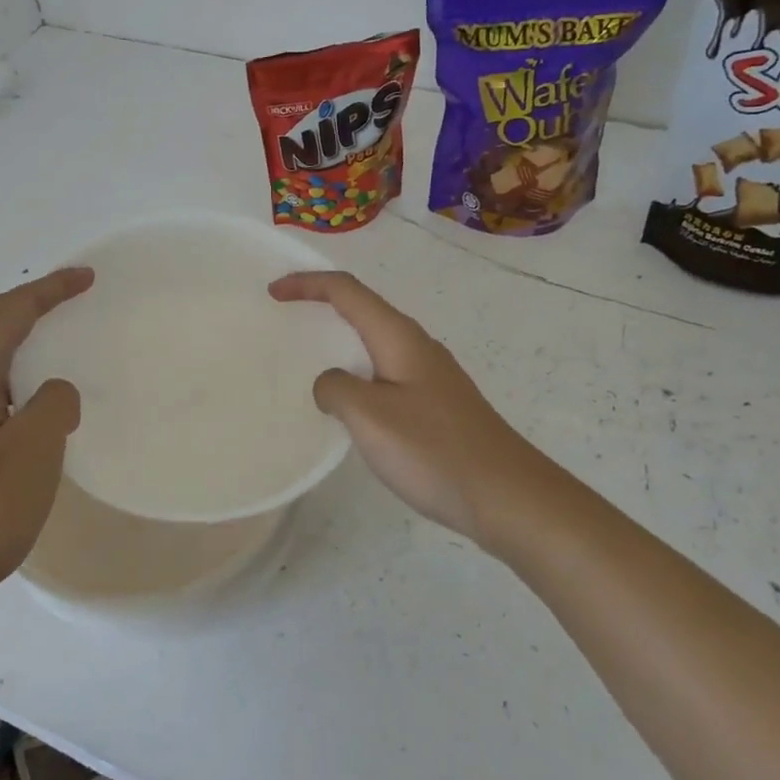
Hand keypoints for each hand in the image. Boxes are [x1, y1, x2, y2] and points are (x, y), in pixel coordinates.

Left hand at [0, 267, 93, 650]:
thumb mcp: (31, 456)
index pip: (6, 313)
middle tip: (70, 304)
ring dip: (14, 344)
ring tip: (50, 350)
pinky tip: (17, 409)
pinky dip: (2, 378)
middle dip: (29, 309)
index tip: (86, 278)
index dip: (48, 290)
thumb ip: (53, 407)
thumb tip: (53, 392)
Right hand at [268, 271, 540, 550]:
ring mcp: (431, 375)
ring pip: (376, 342)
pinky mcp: (437, 403)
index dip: (307, 284)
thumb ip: (337, 389)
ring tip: (310, 358)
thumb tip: (331, 383)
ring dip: (341, 340)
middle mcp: (417, 345)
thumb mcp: (371, 417)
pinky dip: (358, 372)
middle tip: (286, 318)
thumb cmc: (434, 450)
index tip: (273, 293)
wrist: (506, 495)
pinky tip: (350, 403)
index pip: (347, 291)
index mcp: (399, 337)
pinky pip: (386, 372)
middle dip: (322, 304)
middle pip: (363, 308)